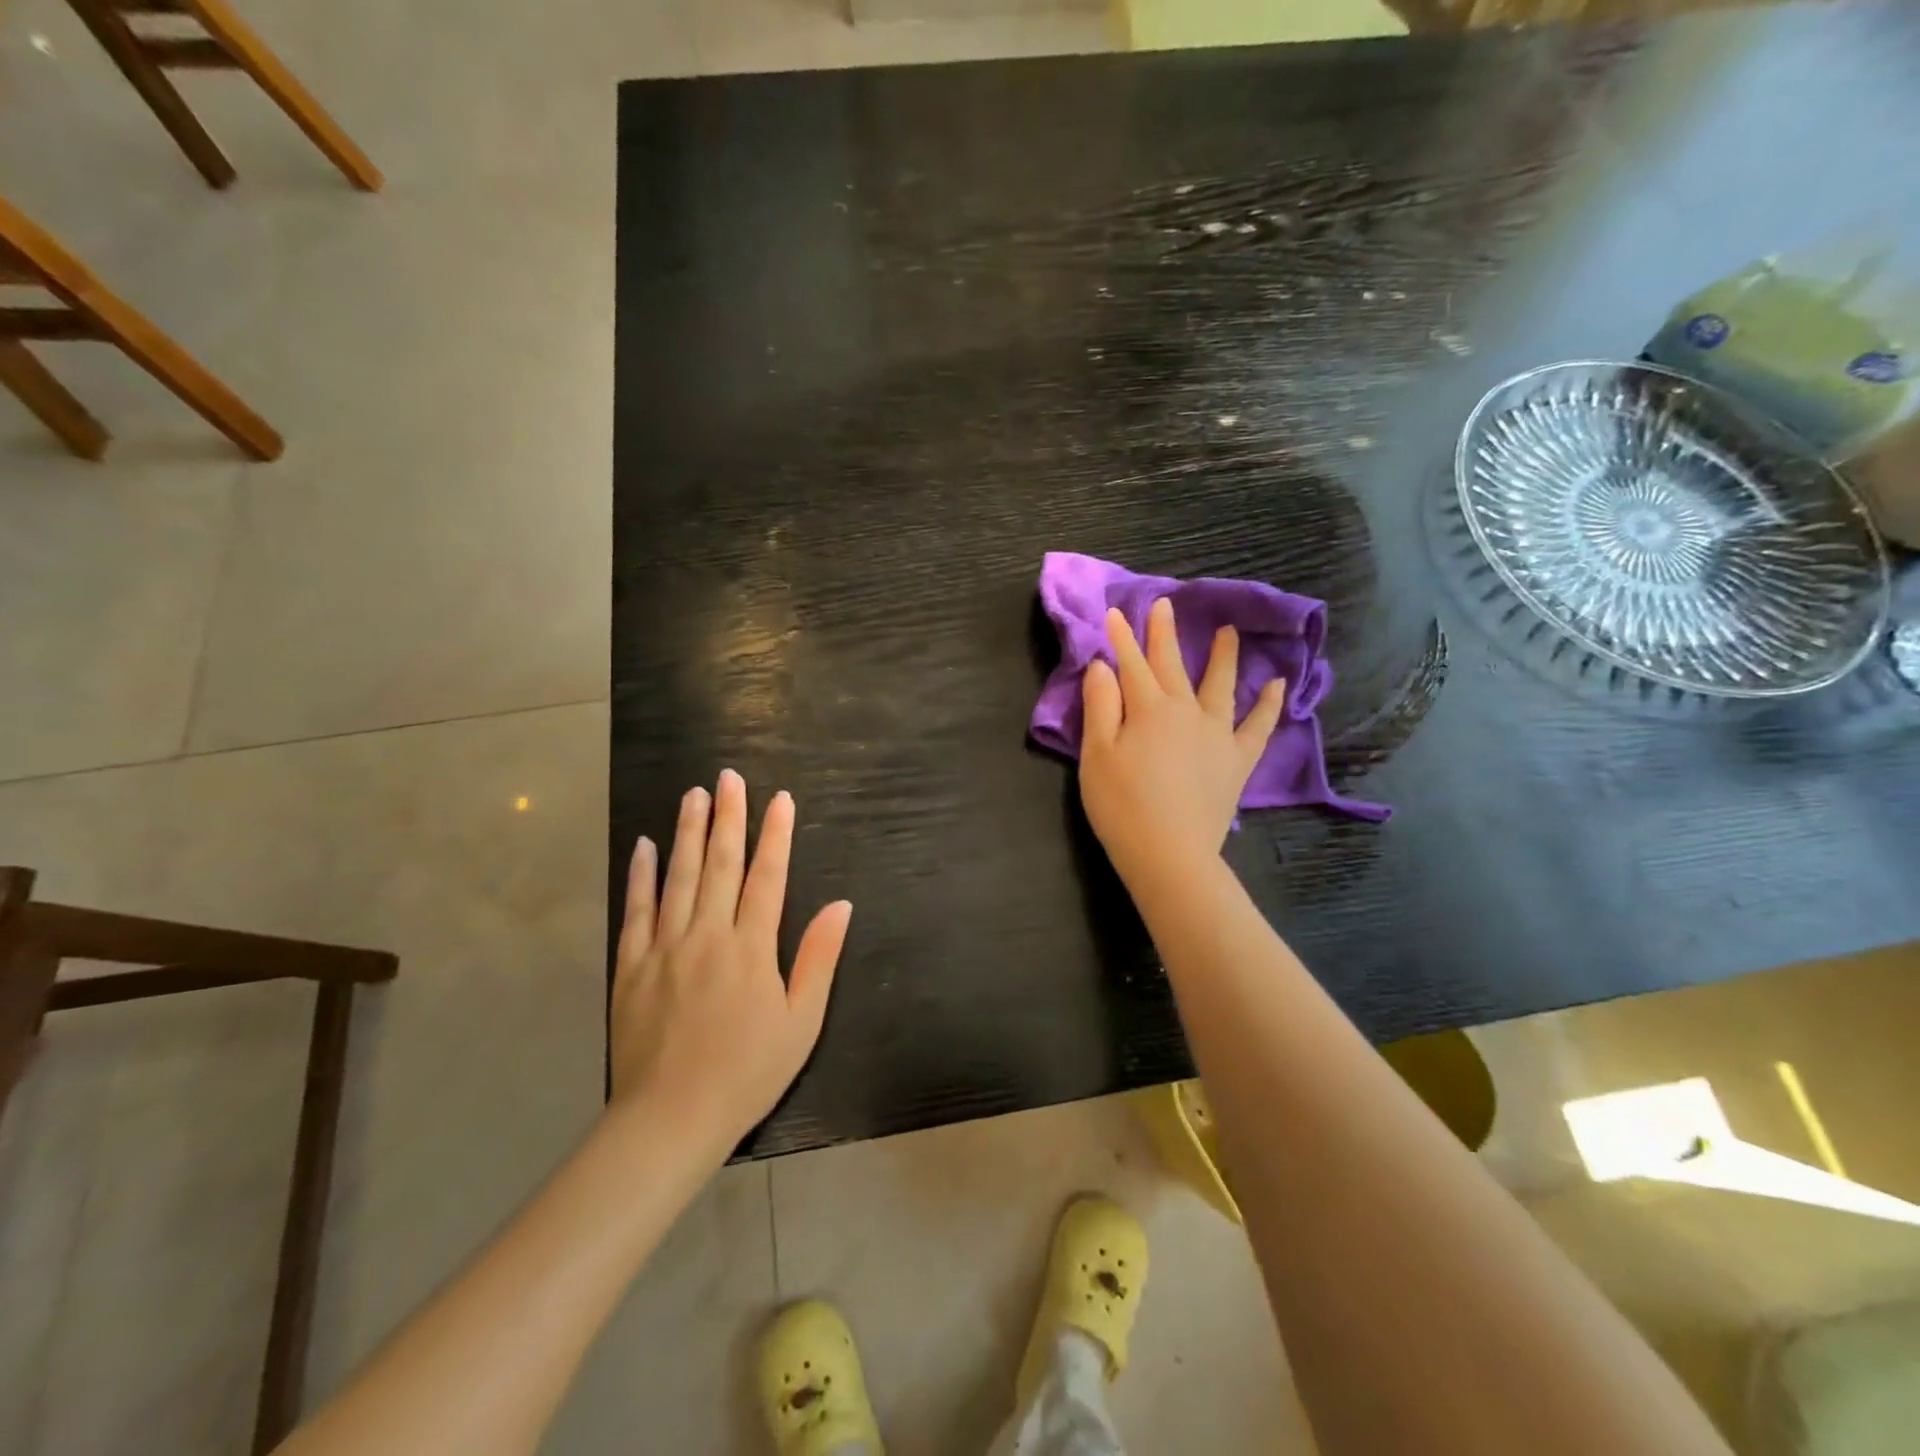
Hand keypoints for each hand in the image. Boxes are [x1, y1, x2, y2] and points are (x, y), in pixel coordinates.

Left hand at [610, 770, 852, 1154]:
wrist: (669, 1119)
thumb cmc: (747, 1072)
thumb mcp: (801, 1022)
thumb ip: (819, 959)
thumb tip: (841, 906)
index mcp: (751, 948)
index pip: (767, 877)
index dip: (776, 835)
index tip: (780, 799)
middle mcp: (707, 935)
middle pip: (720, 864)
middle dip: (728, 817)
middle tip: (729, 777)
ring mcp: (664, 948)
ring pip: (679, 877)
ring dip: (688, 832)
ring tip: (694, 794)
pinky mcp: (631, 966)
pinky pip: (636, 910)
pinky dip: (641, 875)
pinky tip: (645, 846)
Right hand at [1079, 598, 1285, 887]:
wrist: (1169, 854)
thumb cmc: (1121, 806)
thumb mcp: (1097, 755)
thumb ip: (1100, 706)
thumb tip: (1102, 666)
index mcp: (1148, 709)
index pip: (1131, 665)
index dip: (1121, 639)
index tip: (1114, 612)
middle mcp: (1186, 711)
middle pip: (1173, 665)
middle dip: (1164, 634)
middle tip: (1164, 604)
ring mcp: (1217, 734)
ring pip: (1220, 685)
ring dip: (1223, 656)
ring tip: (1228, 631)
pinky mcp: (1237, 760)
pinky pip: (1258, 726)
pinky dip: (1269, 704)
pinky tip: (1277, 685)